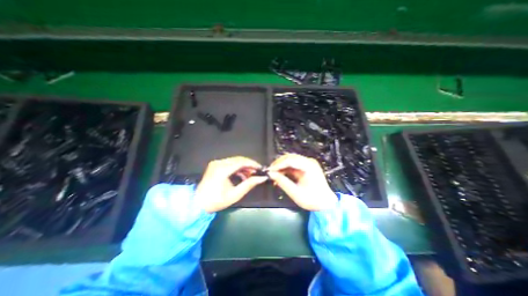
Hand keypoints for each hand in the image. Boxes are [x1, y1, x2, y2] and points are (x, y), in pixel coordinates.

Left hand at [194, 157, 267, 212]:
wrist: (198, 204)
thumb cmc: (216, 201)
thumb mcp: (235, 194)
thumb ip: (249, 184)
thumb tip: (262, 178)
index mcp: (222, 170)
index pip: (241, 162)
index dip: (252, 164)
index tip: (260, 168)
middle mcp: (219, 163)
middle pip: (238, 159)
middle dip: (249, 165)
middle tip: (256, 172)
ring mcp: (216, 163)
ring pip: (235, 160)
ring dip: (244, 166)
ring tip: (250, 175)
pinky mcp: (215, 165)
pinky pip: (230, 163)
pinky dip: (237, 168)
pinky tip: (242, 175)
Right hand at [268, 154, 337, 211]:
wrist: (326, 204)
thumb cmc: (312, 200)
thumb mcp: (295, 193)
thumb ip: (282, 182)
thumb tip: (271, 174)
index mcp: (308, 167)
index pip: (290, 160)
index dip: (278, 164)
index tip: (270, 170)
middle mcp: (309, 162)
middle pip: (290, 157)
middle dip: (279, 163)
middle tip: (270, 171)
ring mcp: (308, 163)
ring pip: (290, 160)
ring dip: (281, 166)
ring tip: (274, 173)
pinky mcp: (306, 166)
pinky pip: (293, 164)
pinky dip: (286, 169)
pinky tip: (280, 174)